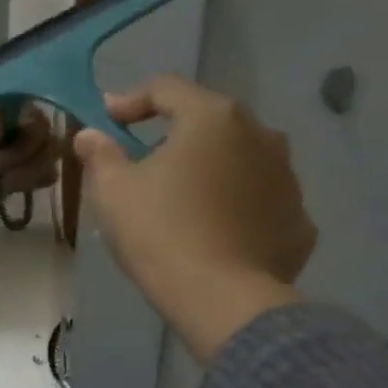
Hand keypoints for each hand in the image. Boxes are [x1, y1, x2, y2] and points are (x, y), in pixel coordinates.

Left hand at [0, 103, 59, 223]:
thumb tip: (1, 116)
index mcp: (5, 109)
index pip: (34, 115)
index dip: (22, 141)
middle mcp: (23, 123)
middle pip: (47, 138)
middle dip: (19, 160)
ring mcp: (31, 147)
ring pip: (50, 158)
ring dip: (23, 175)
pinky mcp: (34, 170)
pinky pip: (50, 175)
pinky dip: (29, 184)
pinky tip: (7, 187)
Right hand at [73, 75, 316, 362]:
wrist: (222, 298)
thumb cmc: (160, 232)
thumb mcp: (113, 191)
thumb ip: (100, 154)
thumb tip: (89, 134)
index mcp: (212, 118)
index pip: (166, 89)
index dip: (129, 101)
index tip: (104, 123)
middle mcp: (260, 134)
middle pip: (208, 122)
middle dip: (171, 136)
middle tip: (139, 163)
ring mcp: (288, 177)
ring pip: (238, 160)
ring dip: (207, 170)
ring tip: (178, 201)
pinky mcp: (298, 218)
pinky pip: (257, 200)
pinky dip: (233, 206)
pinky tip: (211, 232)